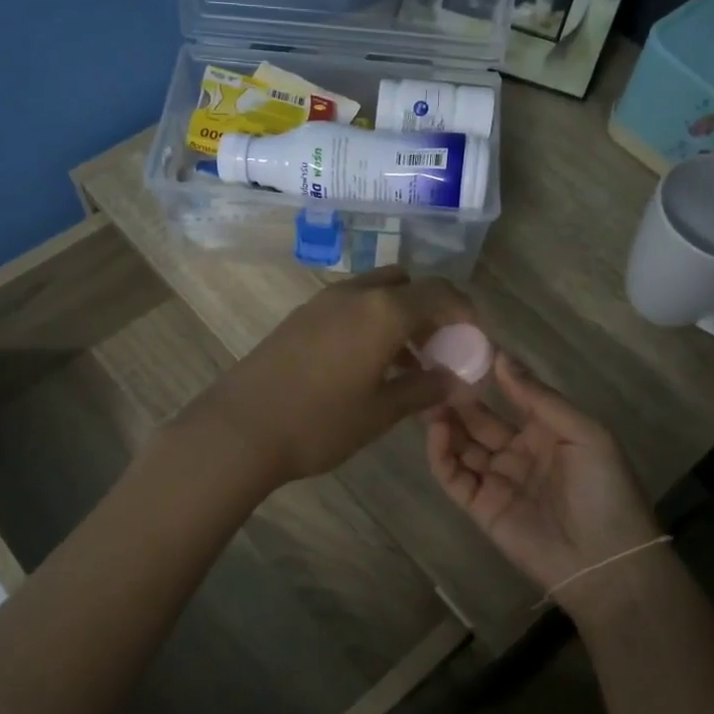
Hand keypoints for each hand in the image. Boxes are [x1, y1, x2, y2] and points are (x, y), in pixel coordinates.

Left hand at [185, 267, 476, 487]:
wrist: (240, 428)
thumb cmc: (320, 422)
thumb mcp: (382, 411)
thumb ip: (425, 388)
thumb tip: (456, 380)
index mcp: (384, 310)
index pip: (441, 293)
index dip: (465, 314)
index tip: (473, 343)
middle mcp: (355, 293)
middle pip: (407, 284)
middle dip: (429, 310)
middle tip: (437, 351)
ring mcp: (323, 302)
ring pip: (375, 294)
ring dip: (398, 317)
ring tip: (406, 365)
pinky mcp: (300, 317)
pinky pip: (349, 307)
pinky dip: (370, 323)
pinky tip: (366, 365)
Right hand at [427, 353, 662, 614]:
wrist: (605, 562)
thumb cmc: (604, 490)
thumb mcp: (585, 434)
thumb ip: (539, 398)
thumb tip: (501, 358)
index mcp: (548, 432)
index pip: (512, 396)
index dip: (489, 375)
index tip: (464, 348)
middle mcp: (519, 452)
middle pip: (480, 420)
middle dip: (458, 397)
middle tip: (432, 372)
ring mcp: (497, 480)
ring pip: (462, 445)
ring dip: (445, 422)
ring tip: (427, 397)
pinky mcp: (479, 507)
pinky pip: (454, 476)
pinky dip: (440, 454)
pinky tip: (436, 430)